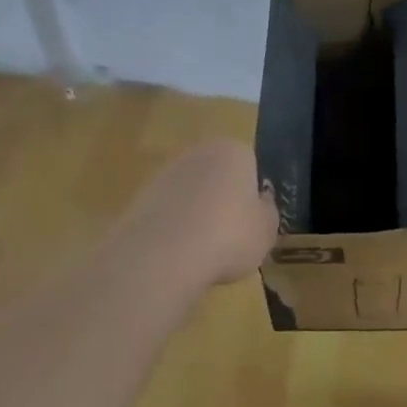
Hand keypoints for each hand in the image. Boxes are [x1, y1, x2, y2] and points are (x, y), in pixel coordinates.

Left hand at [119, 138, 277, 285]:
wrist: (163, 255)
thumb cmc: (229, 236)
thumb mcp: (266, 231)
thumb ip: (267, 212)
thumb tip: (260, 202)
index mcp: (234, 150)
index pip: (251, 165)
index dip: (253, 195)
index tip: (252, 222)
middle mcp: (198, 152)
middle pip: (218, 176)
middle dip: (223, 201)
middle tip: (230, 236)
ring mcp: (164, 173)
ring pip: (191, 194)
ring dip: (197, 215)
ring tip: (204, 251)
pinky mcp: (140, 197)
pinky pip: (168, 212)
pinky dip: (175, 229)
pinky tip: (179, 254)